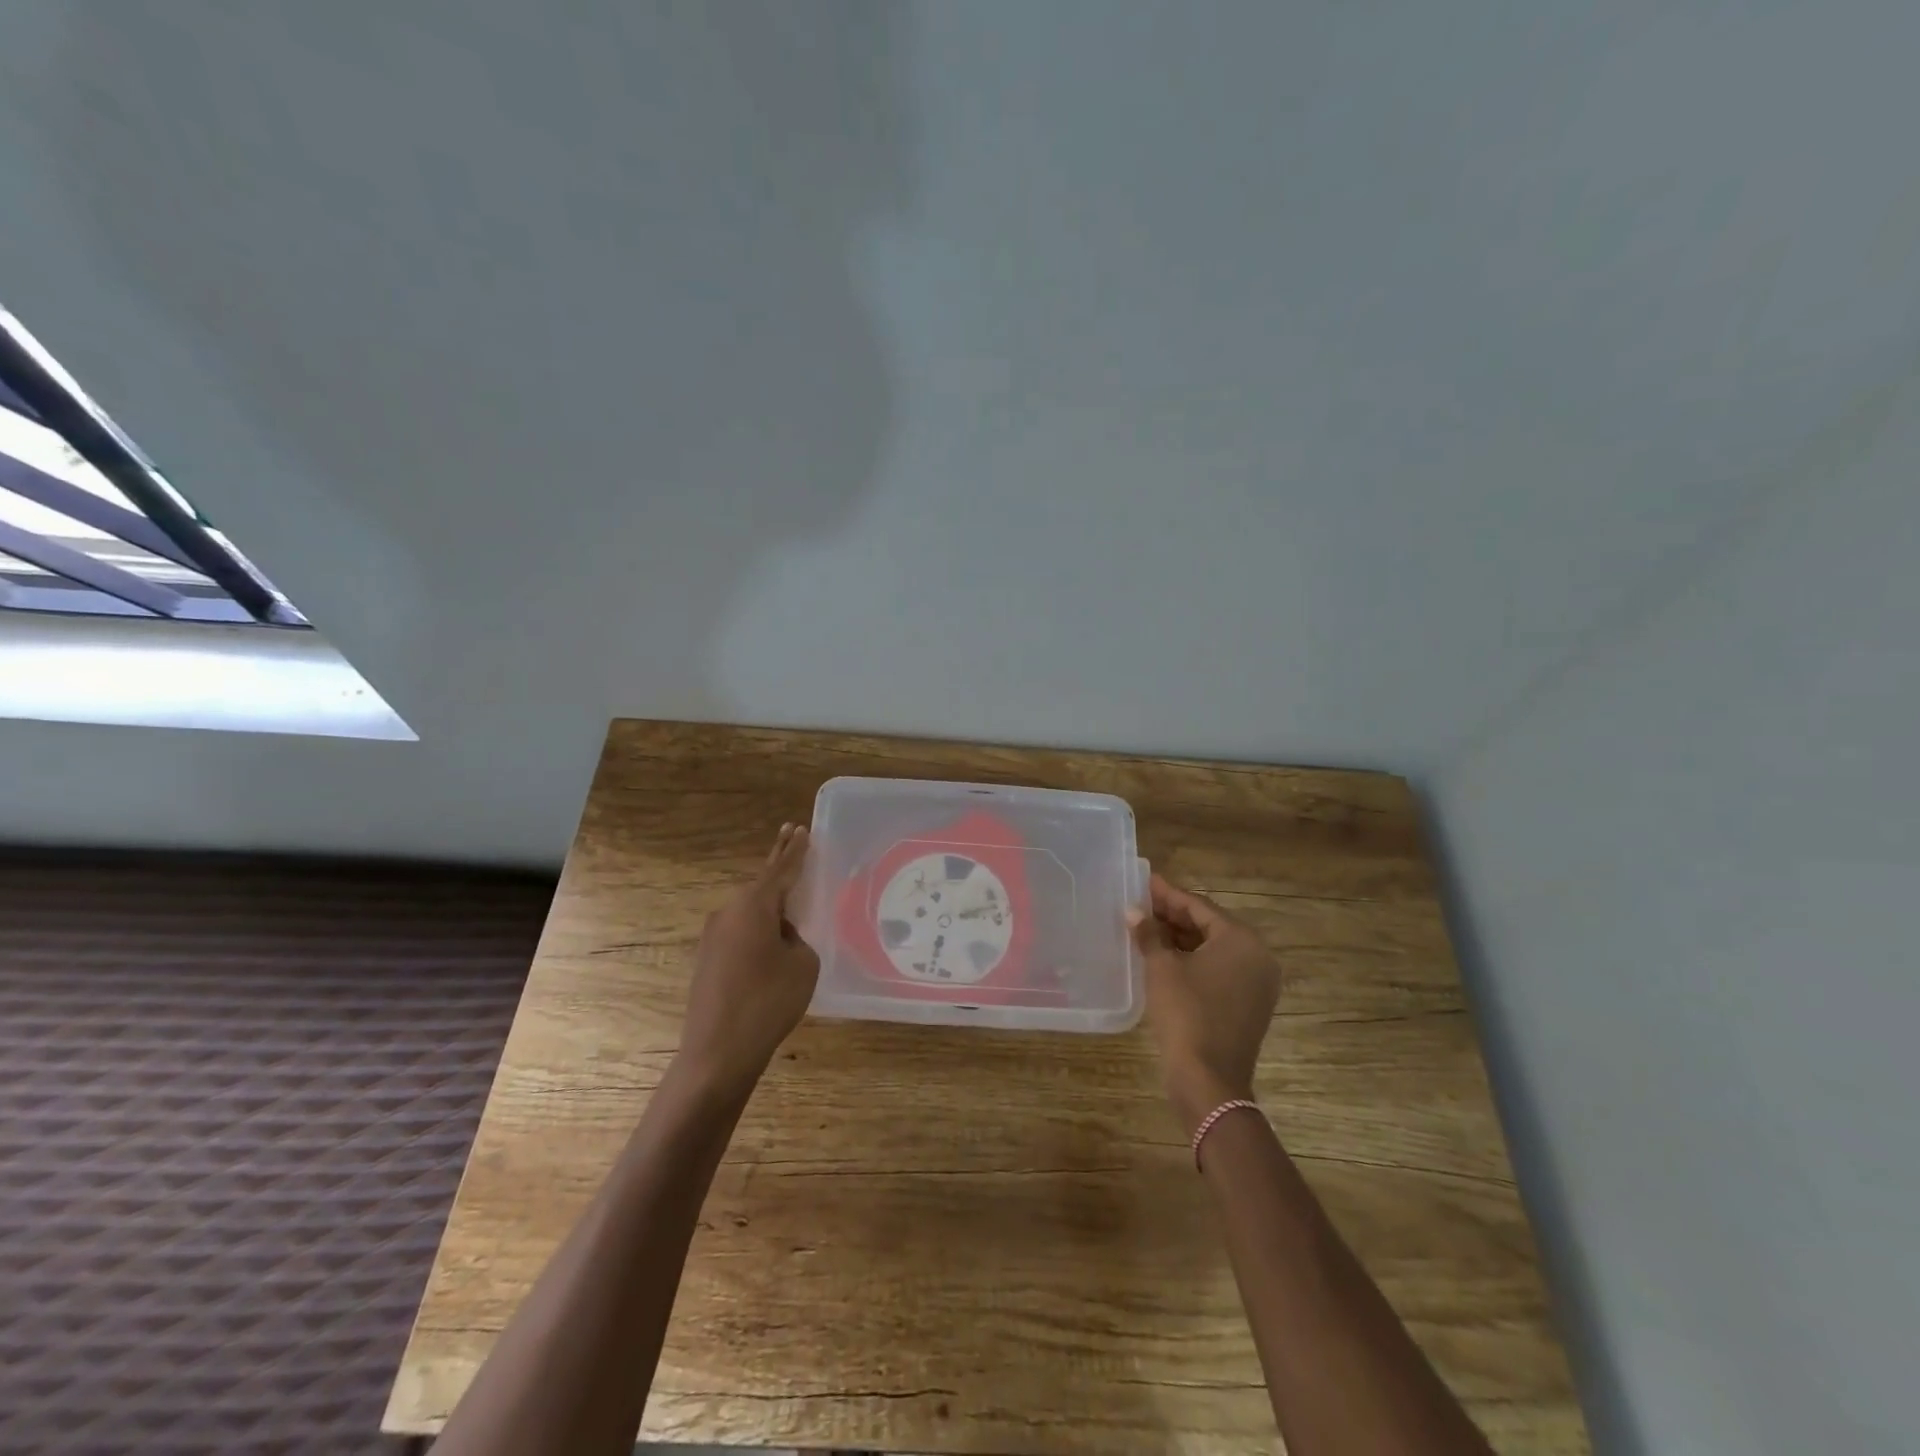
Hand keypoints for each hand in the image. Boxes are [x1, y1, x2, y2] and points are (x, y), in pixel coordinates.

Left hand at [678, 823, 819, 1103]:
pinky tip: (773, 937)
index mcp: (753, 906)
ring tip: (792, 894)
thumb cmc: (768, 1001)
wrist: (718, 1052)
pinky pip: (741, 929)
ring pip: (750, 908)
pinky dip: (759, 924)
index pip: (780, 869)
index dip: (795, 850)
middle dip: (778, 859)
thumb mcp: (802, 964)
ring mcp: (714, 936)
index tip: (801, 829)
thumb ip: (796, 938)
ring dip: (770, 900)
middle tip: (790, 833)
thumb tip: (780, 936)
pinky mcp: (709, 958)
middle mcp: (729, 912)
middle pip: (761, 882)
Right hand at [1130, 873, 1281, 1134]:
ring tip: (1148, 927)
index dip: (1168, 894)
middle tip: (1142, 904)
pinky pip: (1220, 970)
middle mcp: (1258, 957)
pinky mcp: (1250, 1005)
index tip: (1146, 882)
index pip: (1199, 906)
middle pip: (1210, 926)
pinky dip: (1194, 960)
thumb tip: (1133, 912)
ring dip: (1182, 938)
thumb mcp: (1162, 968)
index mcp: (1242, 940)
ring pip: (1215, 949)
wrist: (1209, 1080)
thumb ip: (1149, 934)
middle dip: (1175, 916)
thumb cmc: (1186, 1013)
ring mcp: (1257, 983)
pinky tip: (1165, 956)